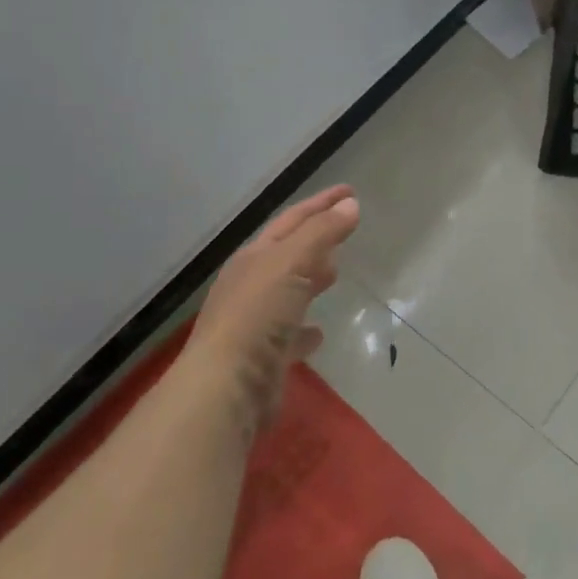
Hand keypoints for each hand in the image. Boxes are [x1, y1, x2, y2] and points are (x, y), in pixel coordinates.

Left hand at [187, 185, 360, 437]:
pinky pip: (290, 335)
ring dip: (310, 280)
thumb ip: (322, 233)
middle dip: (314, 239)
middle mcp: (250, 286)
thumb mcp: (292, 263)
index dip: (321, 204)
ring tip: (336, 274)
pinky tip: (319, 334)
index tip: (350, 191)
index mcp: (254, 258)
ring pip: (288, 292)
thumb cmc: (258, 315)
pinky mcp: (263, 358)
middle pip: (287, 254)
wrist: (226, 387)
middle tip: (344, 231)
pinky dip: (306, 329)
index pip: (292, 220)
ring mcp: (254, 323)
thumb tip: (350, 205)